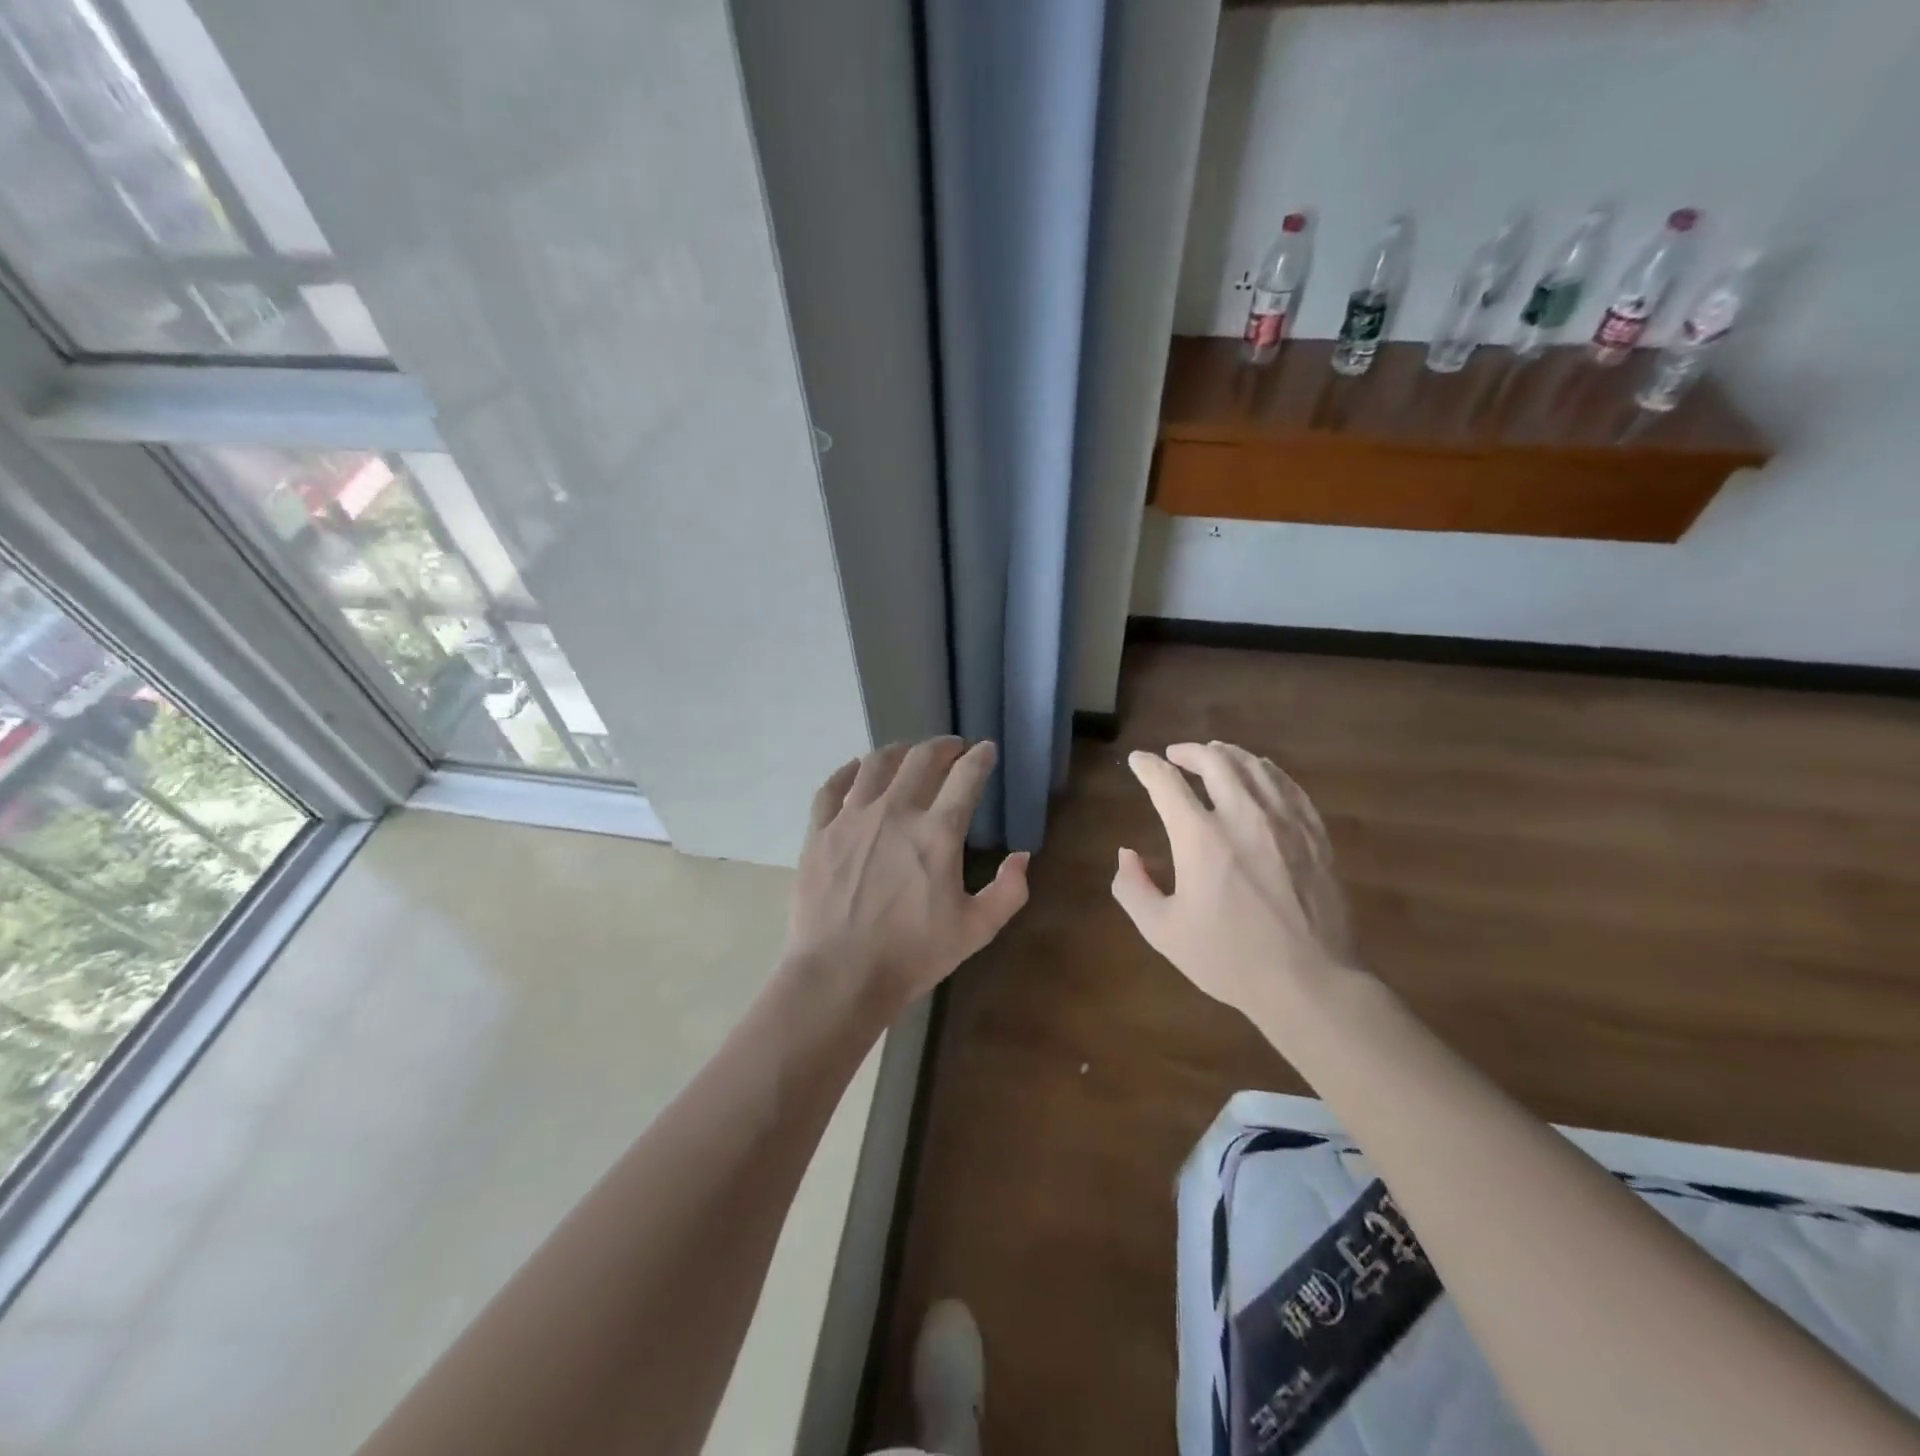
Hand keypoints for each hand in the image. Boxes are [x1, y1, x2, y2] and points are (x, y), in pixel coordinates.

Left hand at [785, 737, 1029, 1018]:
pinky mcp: (819, 832)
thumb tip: (1021, 856)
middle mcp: (895, 812)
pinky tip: (856, 768)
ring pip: (876, 764)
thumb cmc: (912, 955)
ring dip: (898, 751)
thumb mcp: (976, 930)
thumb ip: (1008, 892)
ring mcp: (852, 818)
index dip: (980, 758)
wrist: (840, 976)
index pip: (965, 778)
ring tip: (907, 752)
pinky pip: (831, 787)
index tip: (986, 749)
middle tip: (951, 748)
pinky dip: (847, 771)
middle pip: (921, 759)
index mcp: (937, 833)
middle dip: (942, 747)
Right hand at [1111, 741, 1354, 1024]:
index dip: (1147, 766)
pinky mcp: (1314, 834)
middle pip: (1215, 761)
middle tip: (1175, 755)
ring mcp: (1284, 822)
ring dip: (1228, 755)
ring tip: (1215, 755)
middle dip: (1189, 751)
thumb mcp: (1163, 931)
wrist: (1309, 981)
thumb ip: (1133, 888)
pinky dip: (1267, 771)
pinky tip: (1261, 774)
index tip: (1138, 762)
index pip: (1166, 783)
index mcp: (1200, 838)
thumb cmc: (1229, 958)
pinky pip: (1288, 786)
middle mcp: (1242, 816)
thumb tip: (1126, 854)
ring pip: (1255, 766)